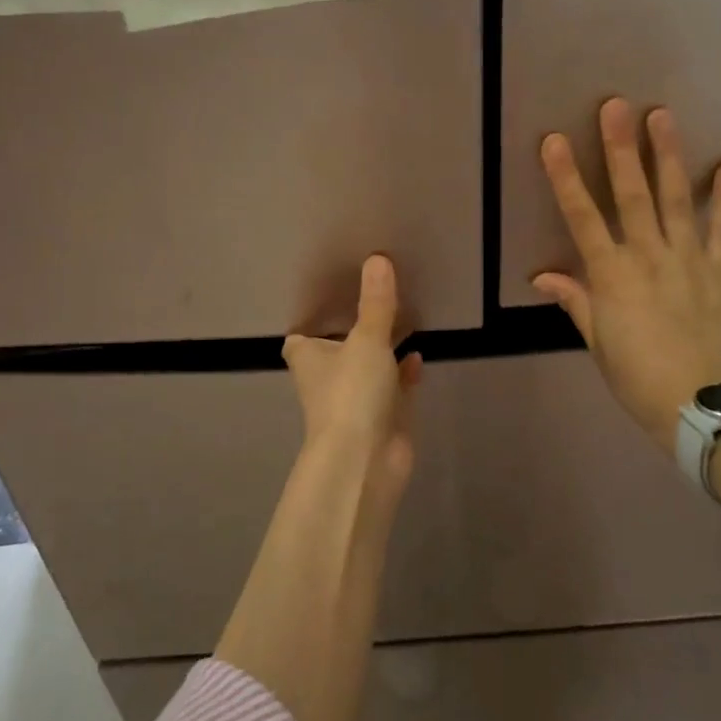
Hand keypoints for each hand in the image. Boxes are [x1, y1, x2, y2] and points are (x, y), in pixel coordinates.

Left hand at [283, 255, 423, 498]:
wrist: (365, 462)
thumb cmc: (352, 393)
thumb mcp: (366, 340)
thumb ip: (376, 303)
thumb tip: (377, 259)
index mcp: (309, 358)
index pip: (302, 336)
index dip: (313, 319)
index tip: (332, 295)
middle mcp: (327, 377)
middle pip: (338, 348)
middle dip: (355, 329)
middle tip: (376, 297)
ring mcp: (355, 399)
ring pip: (368, 367)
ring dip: (382, 350)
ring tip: (403, 319)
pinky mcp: (382, 417)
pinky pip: (393, 387)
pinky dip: (403, 373)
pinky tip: (418, 356)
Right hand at [534, 98, 720, 448]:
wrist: (704, 408)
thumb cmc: (638, 378)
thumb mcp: (598, 343)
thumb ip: (576, 302)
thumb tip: (543, 276)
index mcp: (611, 276)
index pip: (582, 218)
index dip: (566, 177)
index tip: (555, 141)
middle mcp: (648, 257)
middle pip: (631, 195)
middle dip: (620, 148)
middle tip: (616, 106)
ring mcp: (689, 260)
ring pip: (676, 199)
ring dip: (667, 156)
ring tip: (662, 116)